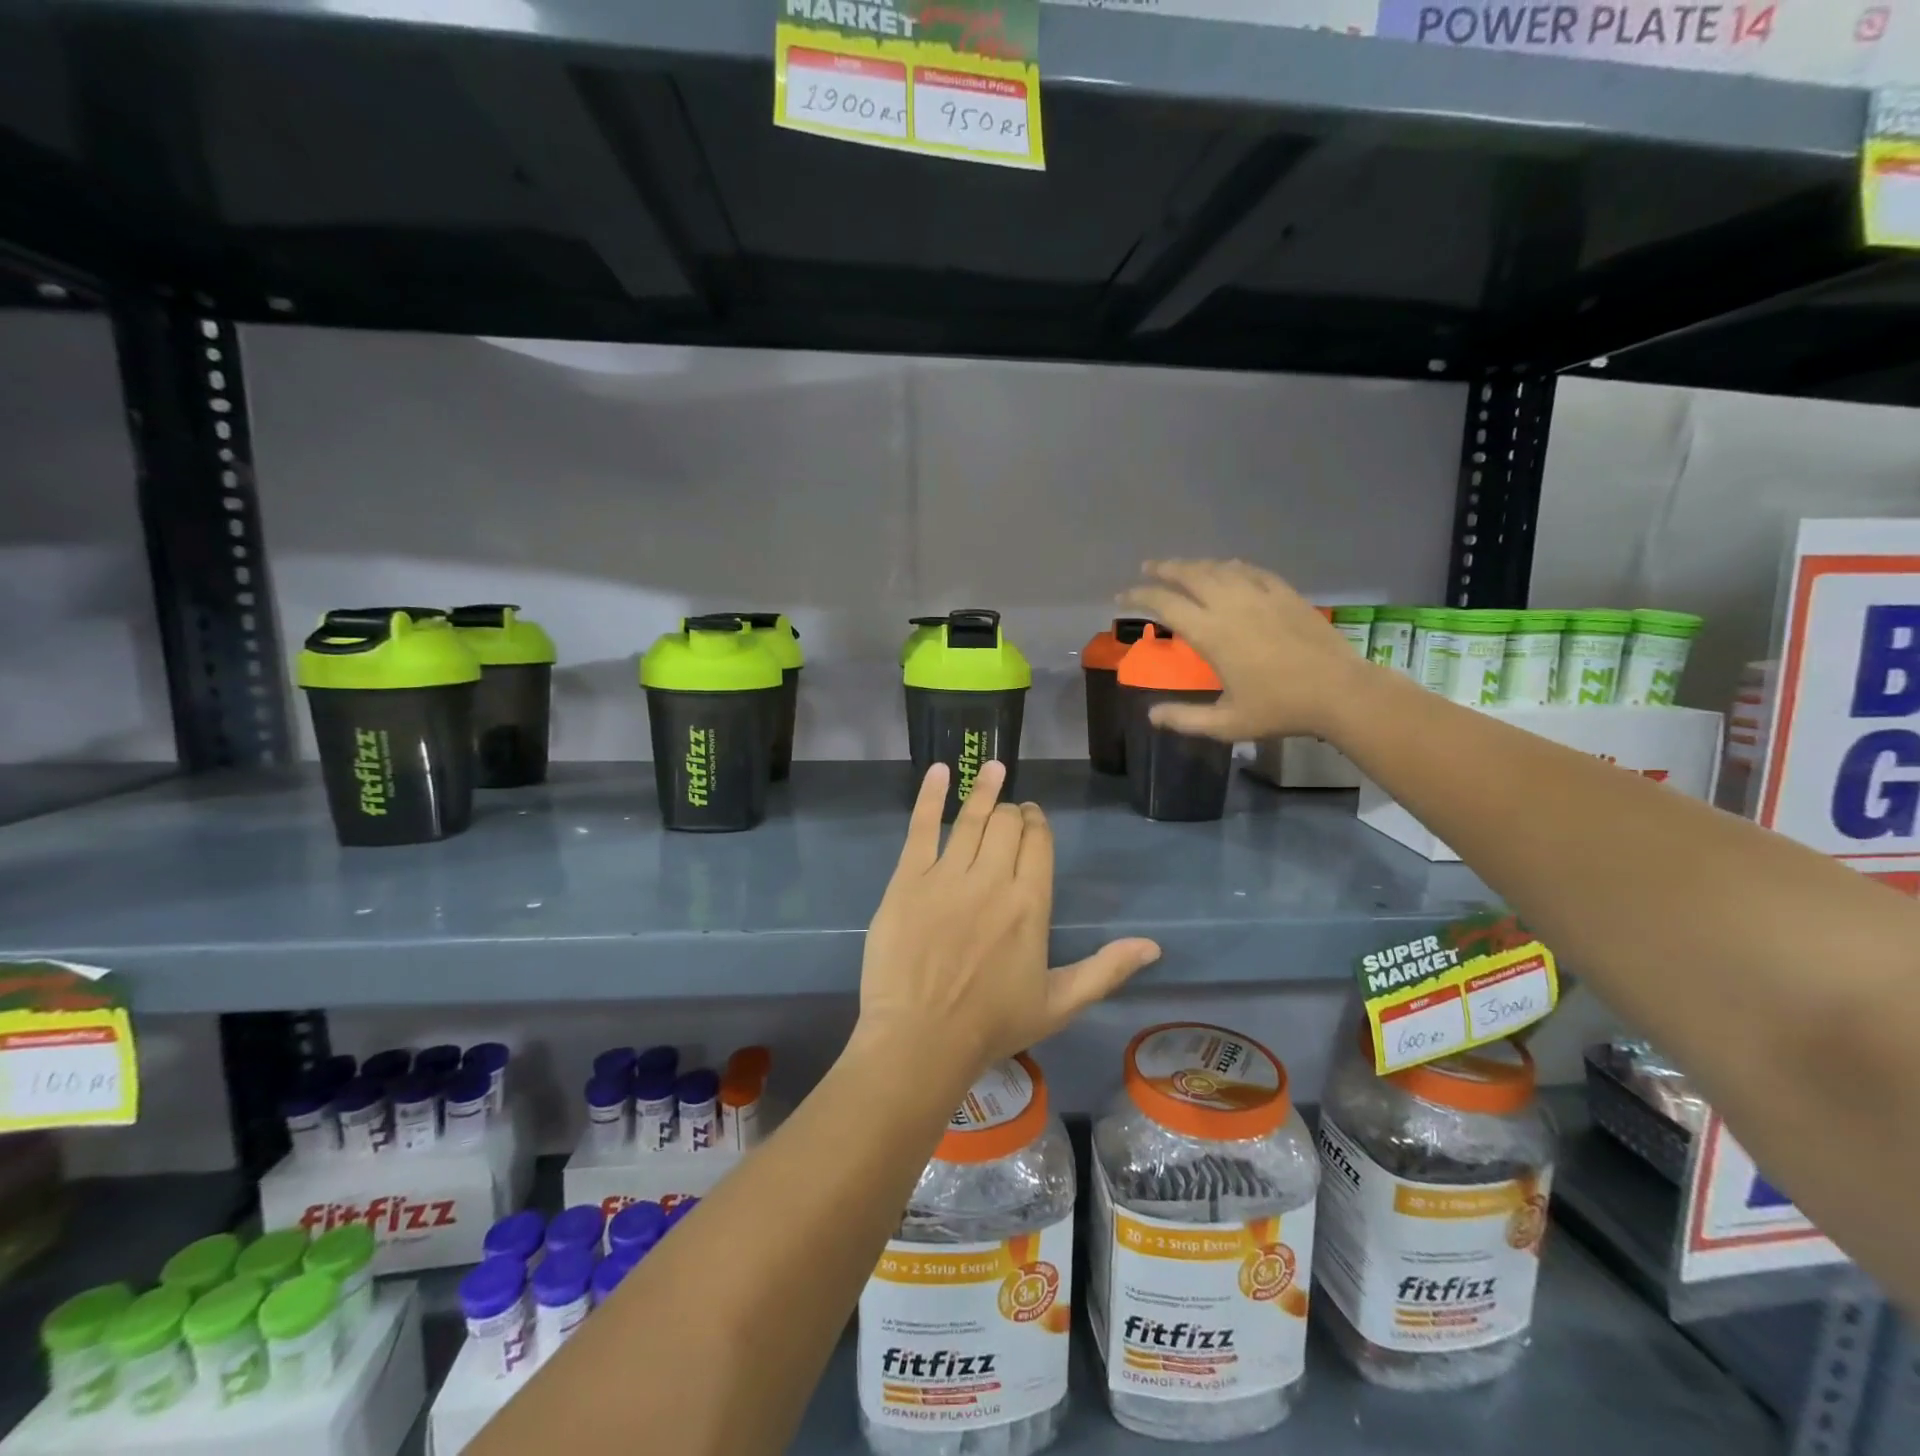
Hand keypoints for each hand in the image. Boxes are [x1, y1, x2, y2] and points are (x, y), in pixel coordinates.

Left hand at [857, 762, 1160, 1077]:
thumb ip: (1105, 970)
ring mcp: (946, 876)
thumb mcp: (1059, 1003)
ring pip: (971, 819)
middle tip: (1010, 813)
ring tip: (993, 769)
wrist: (920, 1039)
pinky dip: (931, 796)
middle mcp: (992, 879)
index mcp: (1030, 903)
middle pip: (1007, 825)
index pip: (1038, 843)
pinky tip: (940, 771)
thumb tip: (1153, 946)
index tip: (1034, 819)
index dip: (1038, 824)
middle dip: (1013, 812)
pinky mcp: (907, 879)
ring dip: (985, 791)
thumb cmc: (992, 1025)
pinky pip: (921, 827)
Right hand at [1120, 558, 1371, 740]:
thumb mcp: (1226, 723)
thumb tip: (1151, 715)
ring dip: (1195, 564)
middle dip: (1164, 569)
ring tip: (1181, 566)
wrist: (1339, 692)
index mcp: (1211, 634)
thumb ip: (1185, 719)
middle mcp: (1231, 605)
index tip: (1122, 597)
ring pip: (1219, 568)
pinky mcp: (1285, 594)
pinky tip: (1228, 568)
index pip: (1165, 604)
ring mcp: (1261, 595)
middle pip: (1190, 575)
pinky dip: (1231, 567)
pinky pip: (1251, 570)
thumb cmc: (1279, 709)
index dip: (1139, 597)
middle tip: (1147, 568)